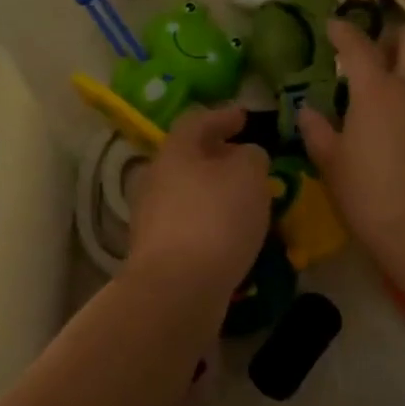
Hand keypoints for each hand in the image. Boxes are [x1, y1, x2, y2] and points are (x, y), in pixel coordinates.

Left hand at [126, 105, 271, 291]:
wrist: (177, 289)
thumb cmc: (216, 218)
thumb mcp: (249, 175)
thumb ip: (252, 156)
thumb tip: (245, 155)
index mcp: (175, 151)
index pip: (197, 121)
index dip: (223, 116)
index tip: (245, 117)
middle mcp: (156, 179)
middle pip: (189, 158)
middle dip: (218, 157)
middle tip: (248, 161)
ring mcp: (152, 218)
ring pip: (189, 193)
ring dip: (216, 192)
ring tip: (247, 200)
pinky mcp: (158, 252)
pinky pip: (190, 225)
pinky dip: (212, 221)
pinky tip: (233, 234)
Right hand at [298, 21, 404, 271]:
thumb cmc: (372, 199)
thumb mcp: (333, 167)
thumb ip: (318, 132)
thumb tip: (308, 111)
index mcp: (377, 92)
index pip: (357, 45)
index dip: (343, 31)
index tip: (334, 28)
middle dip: (397, 37)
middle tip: (382, 57)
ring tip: (403, 110)